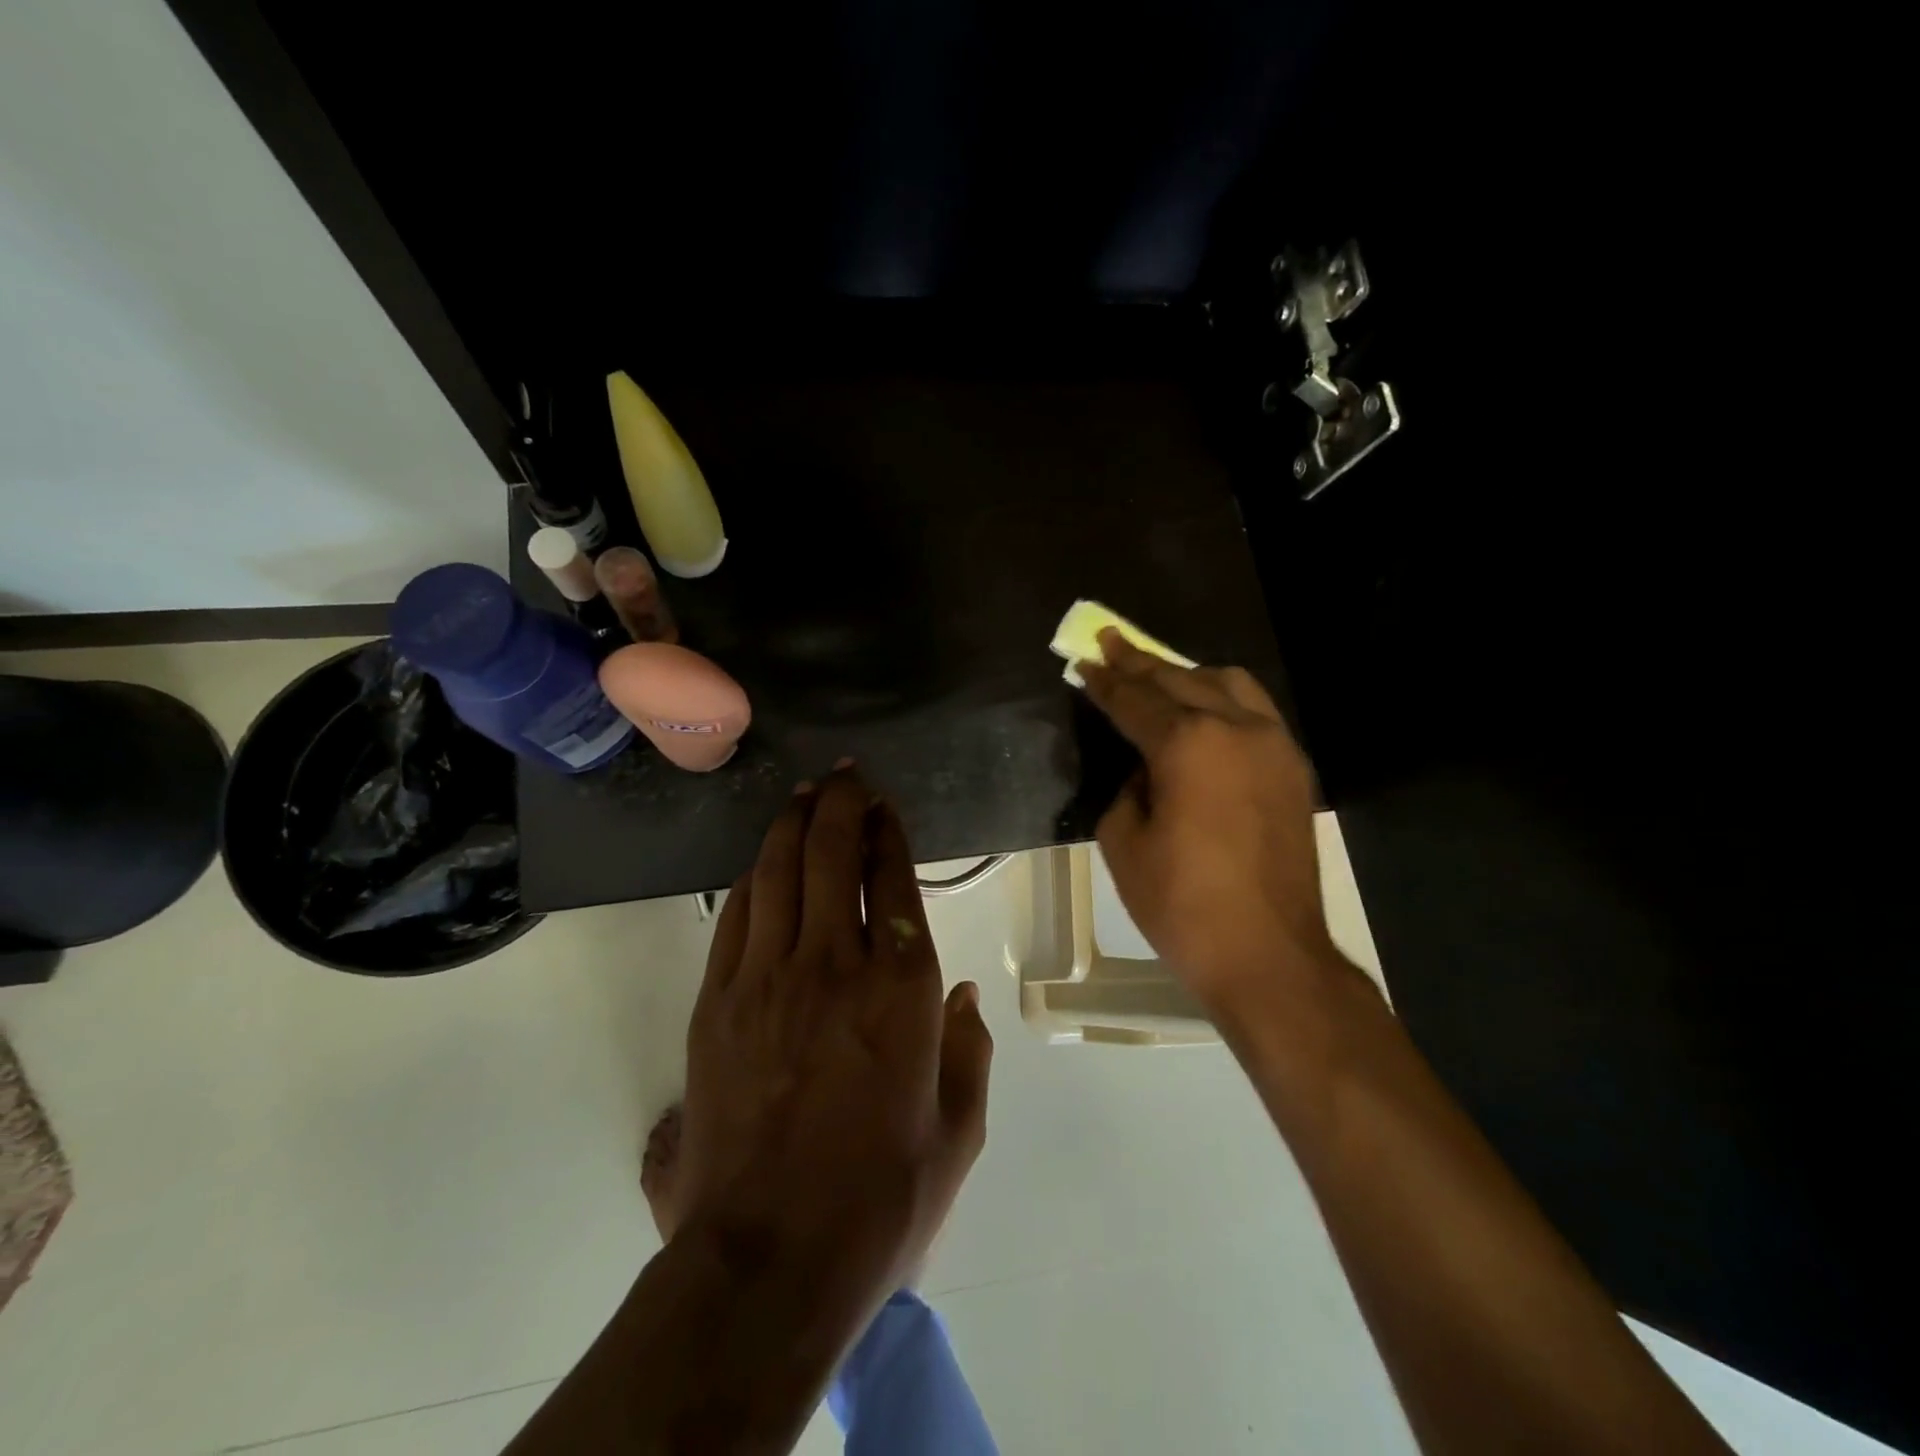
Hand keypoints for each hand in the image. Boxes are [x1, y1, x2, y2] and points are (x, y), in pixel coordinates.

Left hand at [676, 764, 992, 1297]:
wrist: (768, 1259)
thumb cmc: (881, 1198)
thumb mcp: (958, 1131)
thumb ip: (968, 1051)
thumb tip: (959, 995)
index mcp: (903, 988)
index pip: (894, 878)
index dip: (888, 830)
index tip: (885, 803)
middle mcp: (835, 962)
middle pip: (832, 854)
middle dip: (840, 804)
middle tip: (844, 776)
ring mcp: (768, 977)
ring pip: (779, 871)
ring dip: (793, 824)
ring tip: (803, 795)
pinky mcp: (718, 1001)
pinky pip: (737, 916)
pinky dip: (754, 877)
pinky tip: (762, 862)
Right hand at [1079, 628, 1340, 1012]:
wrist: (1268, 954)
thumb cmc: (1181, 904)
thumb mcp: (1123, 842)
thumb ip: (1126, 788)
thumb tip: (1143, 769)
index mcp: (1188, 744)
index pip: (1134, 701)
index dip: (1104, 682)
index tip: (1084, 660)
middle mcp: (1236, 728)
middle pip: (1179, 680)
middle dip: (1139, 662)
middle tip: (1109, 642)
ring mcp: (1274, 744)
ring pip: (1228, 684)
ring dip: (1186, 674)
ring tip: (1157, 675)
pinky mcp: (1294, 768)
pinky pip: (1256, 712)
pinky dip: (1224, 699)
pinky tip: (1205, 711)